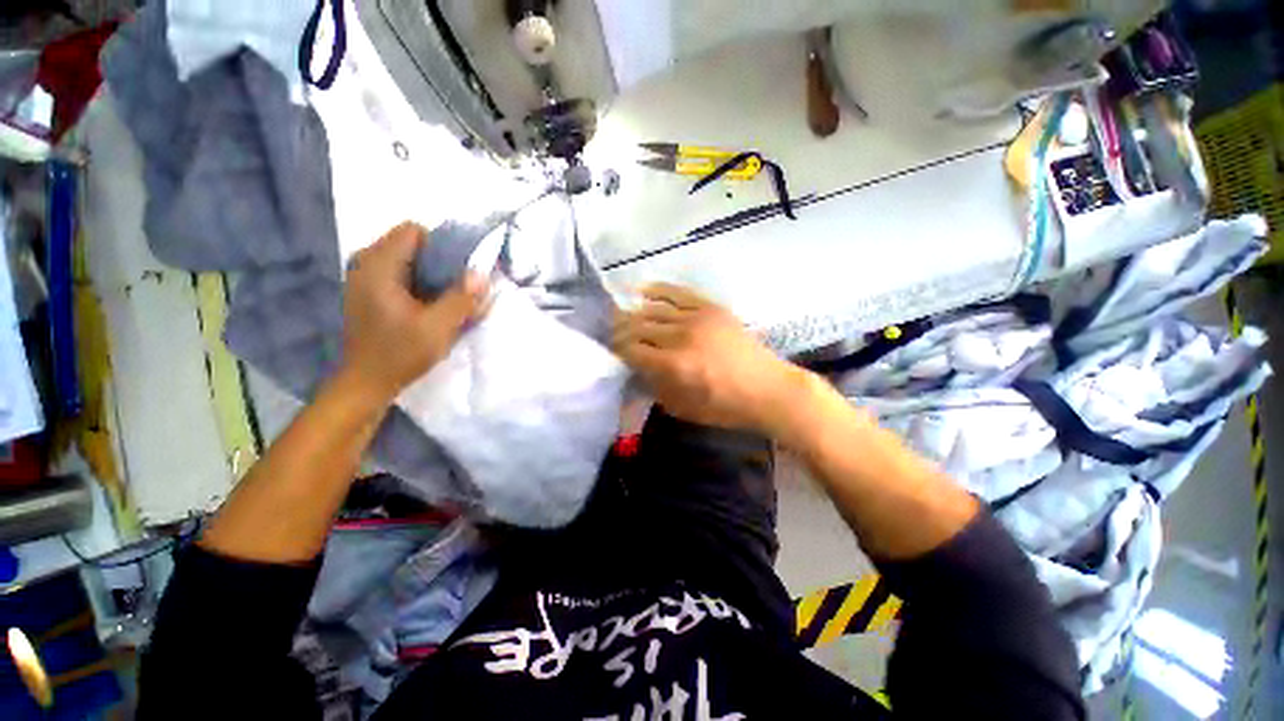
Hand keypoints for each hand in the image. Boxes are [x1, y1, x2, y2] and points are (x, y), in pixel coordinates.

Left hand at [340, 222, 486, 402]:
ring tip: (444, 295)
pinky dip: (416, 281)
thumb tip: (482, 273)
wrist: (366, 382)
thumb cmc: (400, 353)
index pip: (412, 231)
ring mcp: (363, 278)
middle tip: (456, 285)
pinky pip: (397, 272)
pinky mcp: (366, 292)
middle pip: (408, 243)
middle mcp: (365, 265)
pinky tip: (427, 304)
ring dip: (428, 272)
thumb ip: (461, 298)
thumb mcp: (438, 327)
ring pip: (404, 259)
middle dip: (437, 259)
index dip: (440, 245)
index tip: (458, 269)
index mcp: (378, 267)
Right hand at [611, 284, 803, 433]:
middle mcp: (681, 336)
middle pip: (638, 327)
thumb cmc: (726, 407)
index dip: (617, 350)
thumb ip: (655, 388)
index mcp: (674, 365)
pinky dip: (657, 290)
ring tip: (621, 317)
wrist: (767, 389)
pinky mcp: (710, 307)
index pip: (632, 350)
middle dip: (619, 332)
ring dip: (632, 313)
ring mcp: (697, 317)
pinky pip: (677, 293)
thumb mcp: (683, 408)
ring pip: (653, 309)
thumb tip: (636, 370)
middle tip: (612, 336)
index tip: (611, 353)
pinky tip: (642, 291)